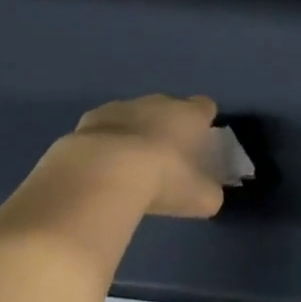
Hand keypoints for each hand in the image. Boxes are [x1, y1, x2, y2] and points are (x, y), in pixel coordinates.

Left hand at [64, 94, 227, 219]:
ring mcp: (122, 106)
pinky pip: (105, 127)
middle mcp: (158, 102)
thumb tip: (209, 195)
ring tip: (130, 166)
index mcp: (189, 115)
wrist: (104, 171)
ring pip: (134, 115)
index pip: (205, 107)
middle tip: (165, 159)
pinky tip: (102, 165)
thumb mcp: (199, 199)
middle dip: (168, 127)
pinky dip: (106, 141)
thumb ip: (209, 193)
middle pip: (169, 108)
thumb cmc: (162, 179)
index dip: (203, 122)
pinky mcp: (91, 118)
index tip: (200, 142)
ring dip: (135, 133)